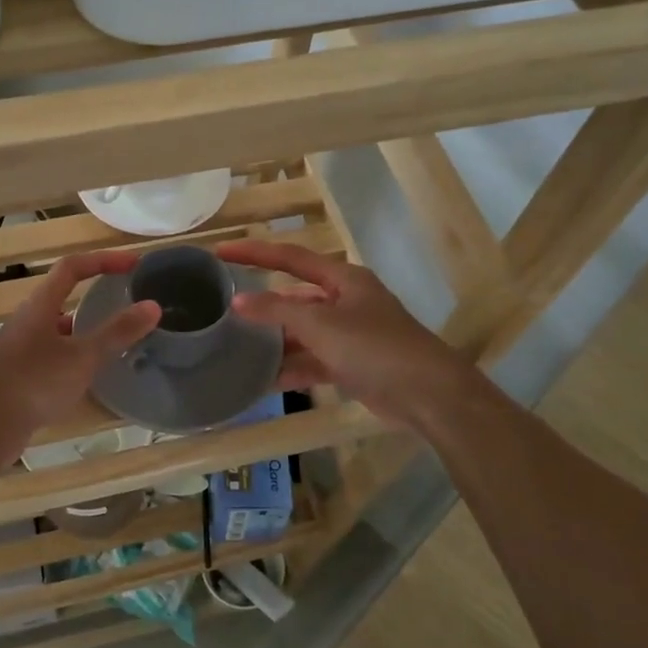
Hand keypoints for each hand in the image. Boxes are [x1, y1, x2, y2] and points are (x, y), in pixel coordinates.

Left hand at [0, 251, 160, 457]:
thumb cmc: (34, 383)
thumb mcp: (82, 357)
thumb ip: (117, 332)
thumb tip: (153, 306)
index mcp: (40, 306)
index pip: (72, 267)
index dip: (104, 260)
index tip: (134, 264)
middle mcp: (27, 320)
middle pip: (63, 295)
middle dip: (95, 294)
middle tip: (126, 301)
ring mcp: (20, 348)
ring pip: (58, 327)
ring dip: (85, 328)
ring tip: (115, 339)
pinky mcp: (19, 375)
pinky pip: (52, 354)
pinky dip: (74, 355)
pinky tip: (89, 374)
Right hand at [216, 240, 464, 429]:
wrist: (427, 395)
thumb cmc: (374, 347)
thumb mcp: (321, 325)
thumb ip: (277, 311)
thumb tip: (237, 301)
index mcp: (343, 279)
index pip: (290, 258)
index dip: (255, 253)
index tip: (220, 252)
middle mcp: (346, 301)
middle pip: (296, 297)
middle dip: (264, 305)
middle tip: (225, 308)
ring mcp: (350, 334)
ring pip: (302, 333)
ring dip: (275, 342)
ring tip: (236, 347)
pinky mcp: (352, 364)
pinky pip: (313, 361)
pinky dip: (292, 369)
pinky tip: (263, 380)